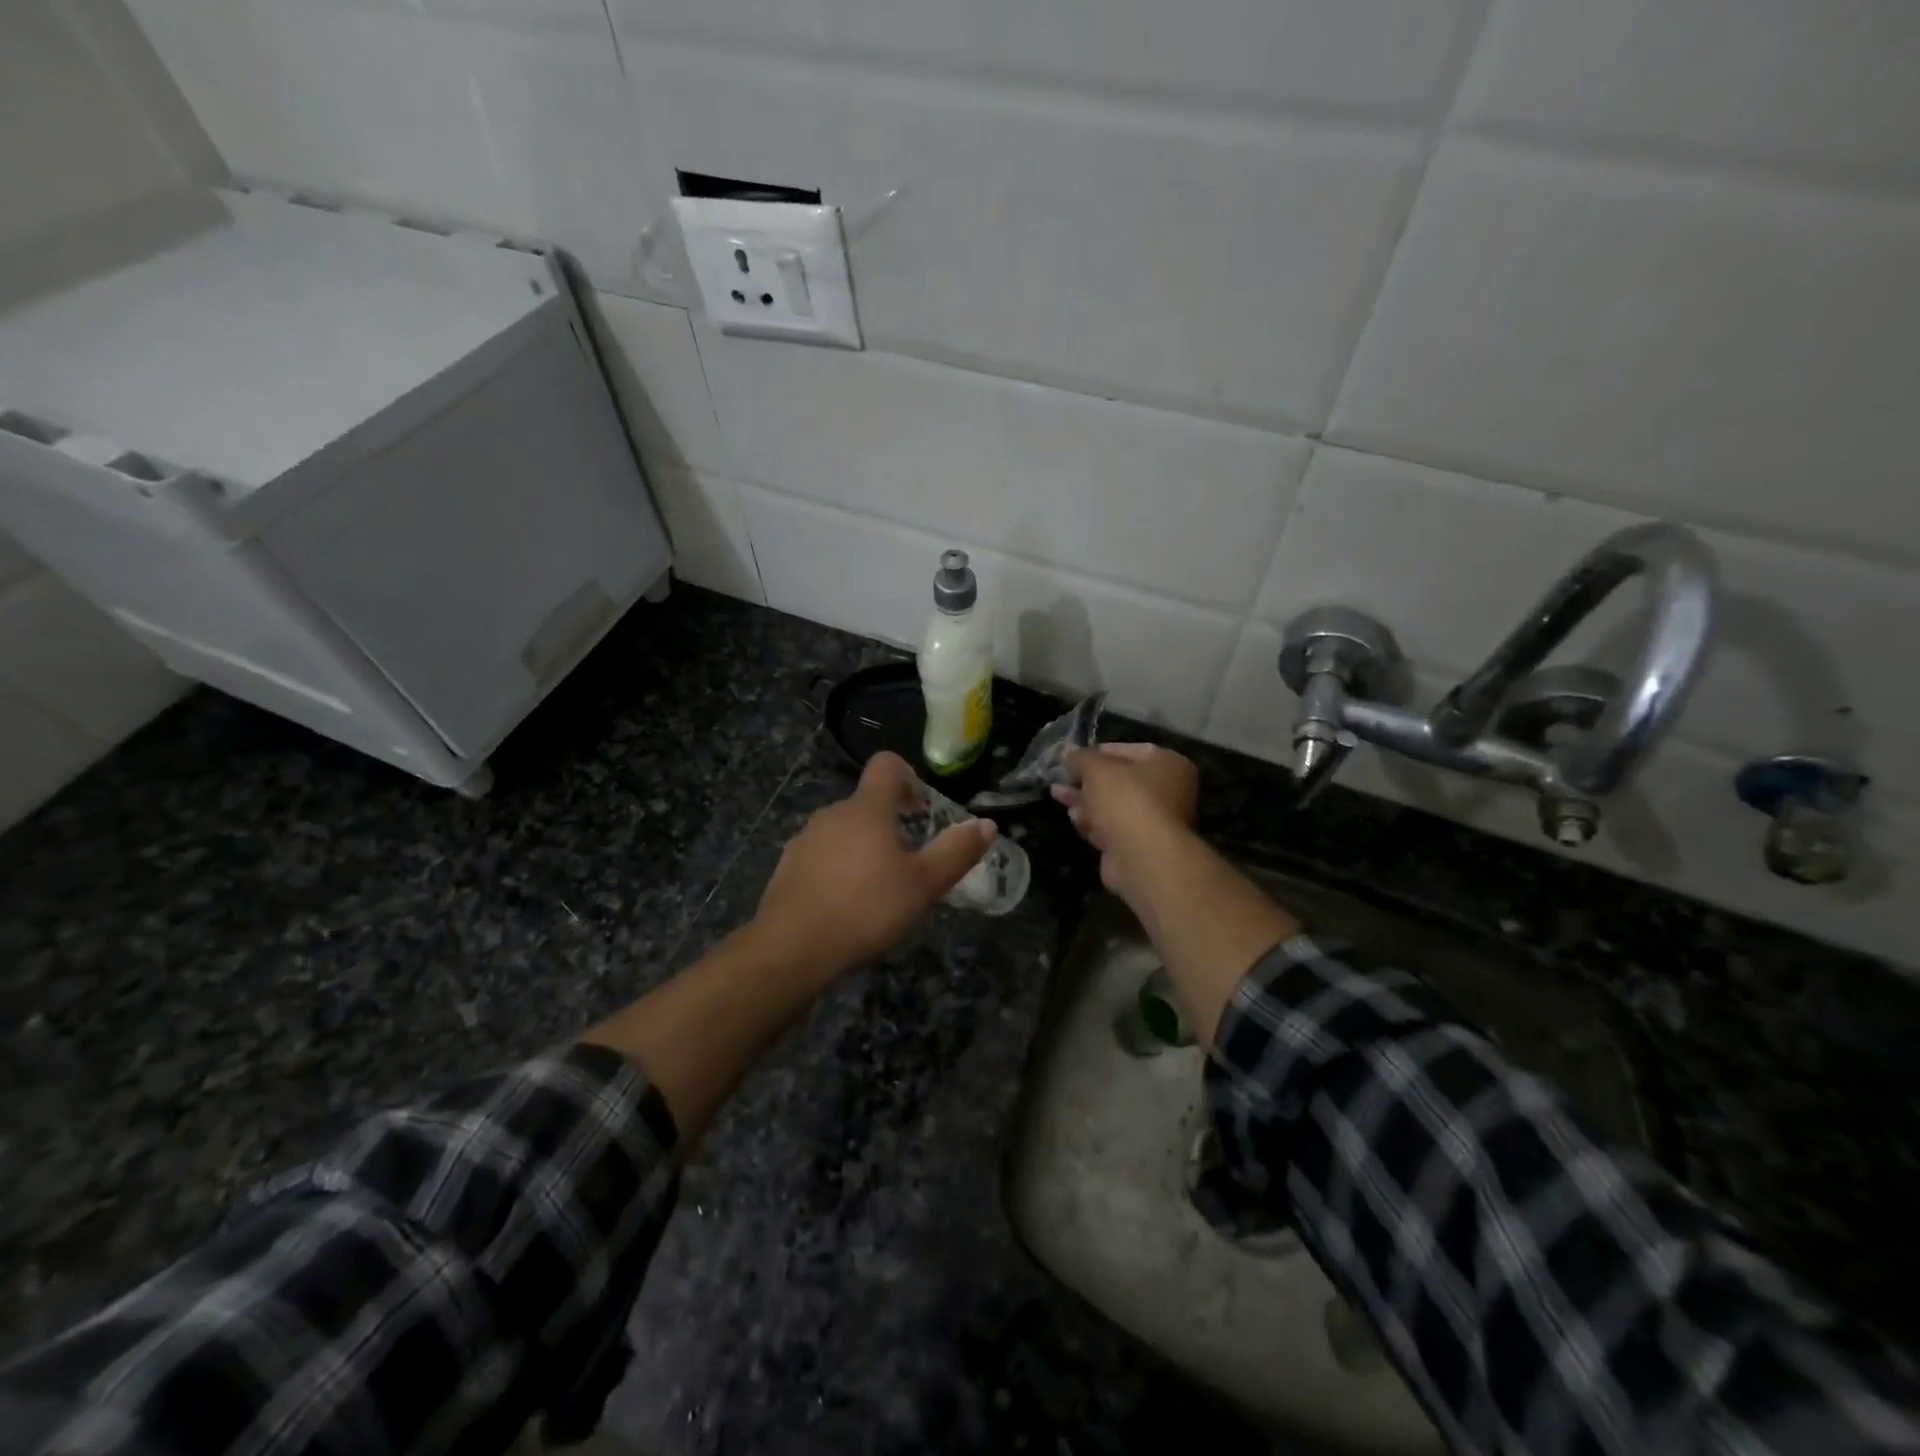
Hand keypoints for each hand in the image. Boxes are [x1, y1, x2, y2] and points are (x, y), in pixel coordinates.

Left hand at [755, 751, 995, 982]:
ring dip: (864, 849)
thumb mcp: (925, 884)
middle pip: (866, 803)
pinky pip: (822, 857)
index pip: (887, 765)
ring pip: (843, 832)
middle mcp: (832, 814)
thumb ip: (957, 851)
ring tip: (879, 890)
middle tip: (910, 863)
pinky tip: (847, 907)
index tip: (920, 810)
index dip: (908, 777)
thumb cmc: (867, 908)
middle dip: (890, 825)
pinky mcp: (787, 869)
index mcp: (867, 808)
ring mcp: (805, 841)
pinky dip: (838, 871)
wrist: (793, 949)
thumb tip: (986, 824)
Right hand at [1055, 743, 1200, 907]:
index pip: (1132, 750)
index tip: (1076, 755)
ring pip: (1113, 806)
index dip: (1101, 751)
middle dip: (1087, 779)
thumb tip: (1068, 752)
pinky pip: (1112, 829)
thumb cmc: (1126, 799)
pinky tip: (1073, 818)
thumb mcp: (1097, 768)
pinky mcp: (1137, 847)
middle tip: (1061, 776)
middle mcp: (1168, 792)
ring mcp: (1153, 822)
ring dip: (1085, 800)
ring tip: (1058, 794)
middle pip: (1121, 781)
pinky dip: (1092, 822)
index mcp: (1168, 765)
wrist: (1142, 857)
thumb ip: (1081, 757)